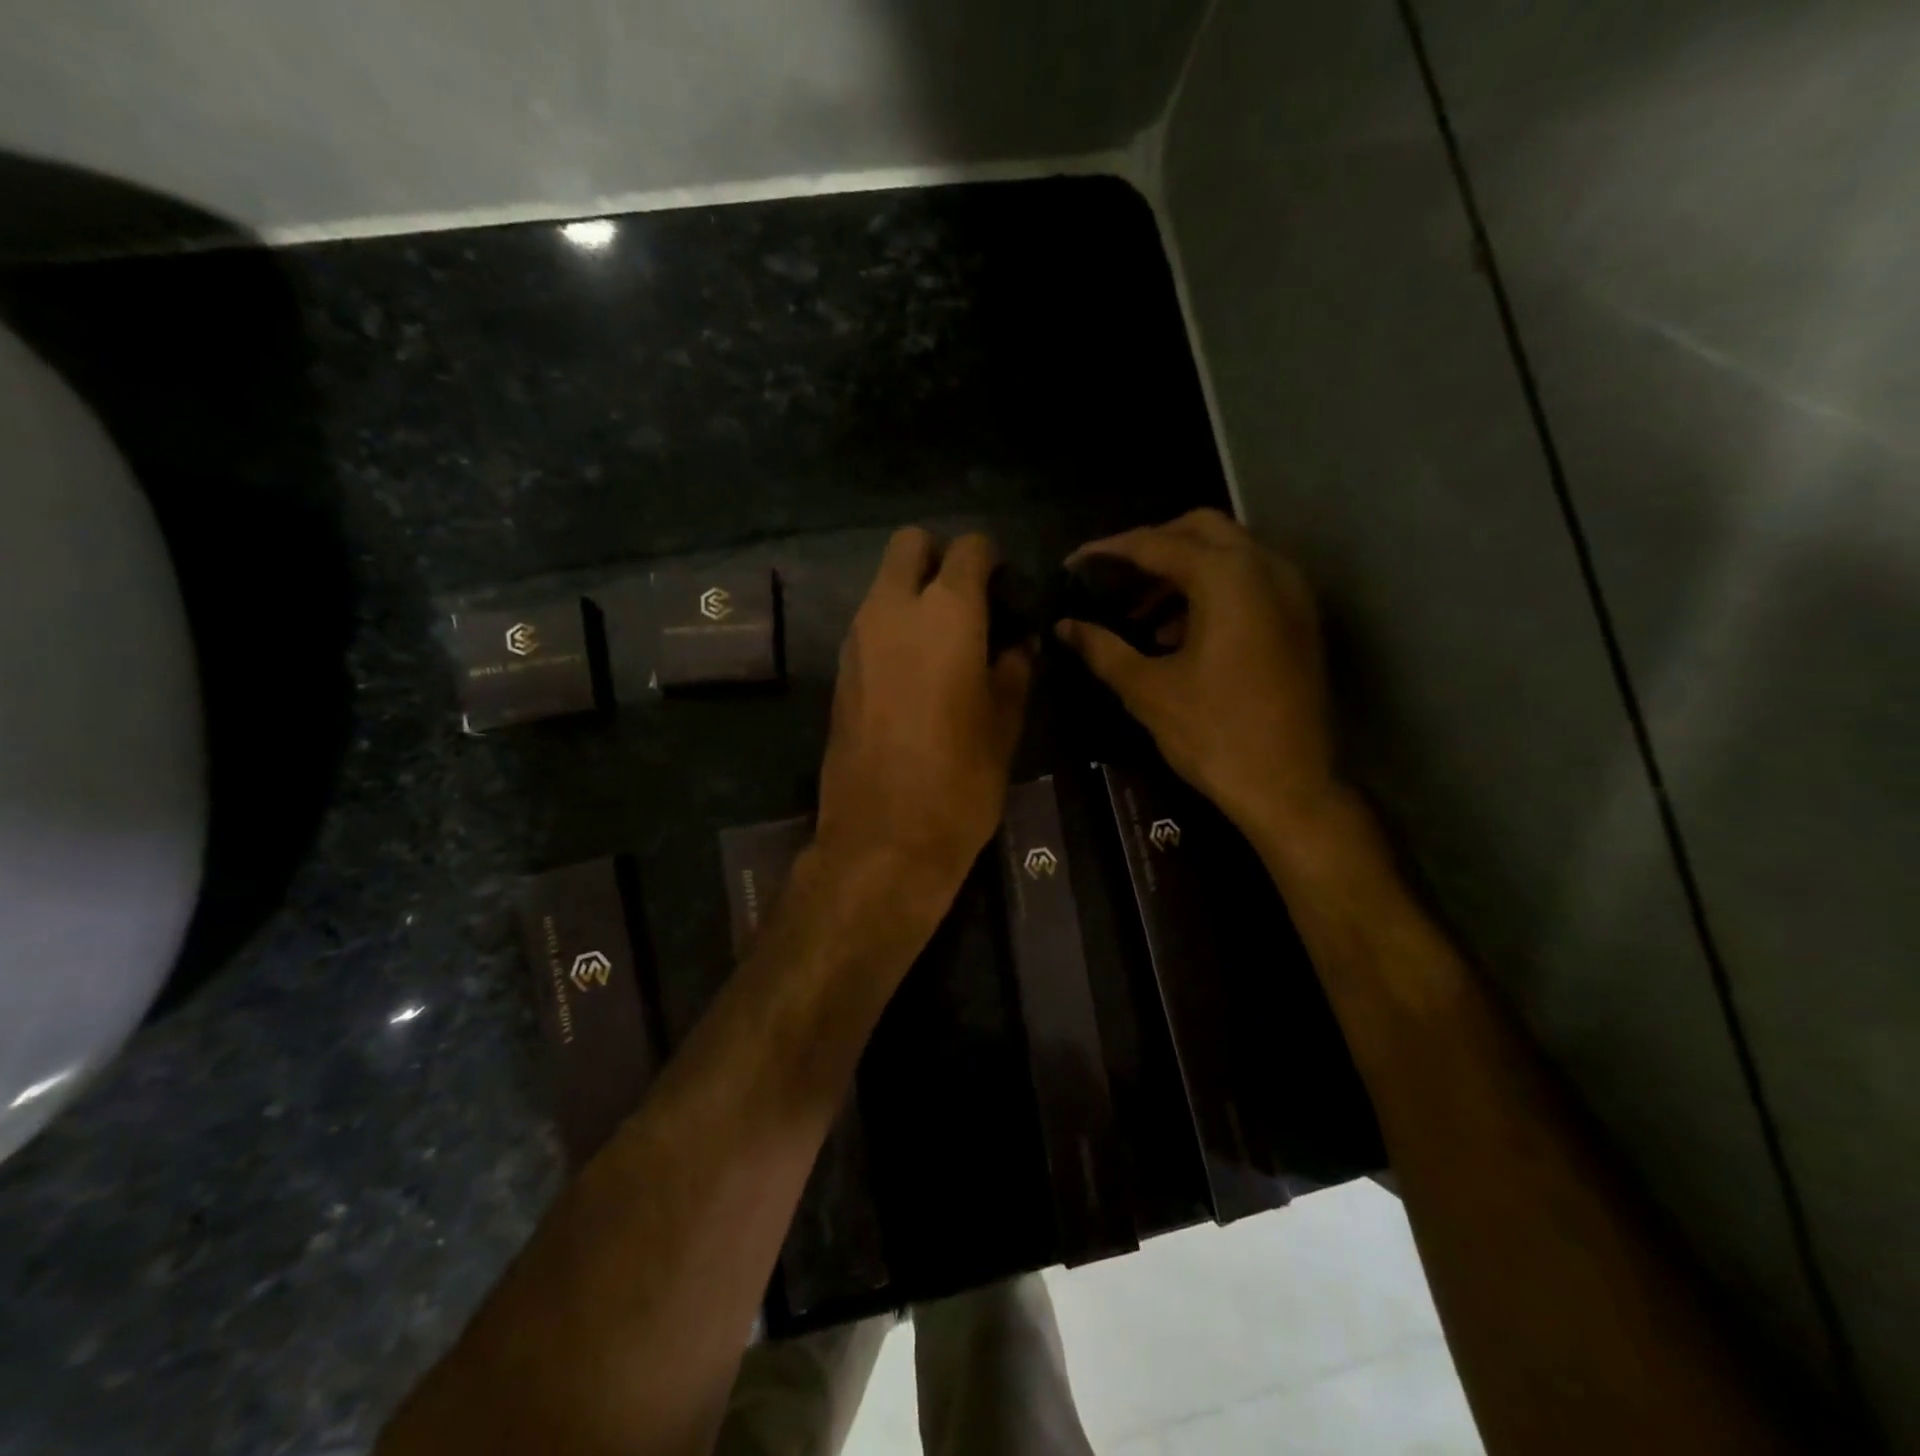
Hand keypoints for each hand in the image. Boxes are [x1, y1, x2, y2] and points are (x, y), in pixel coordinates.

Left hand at [815, 528, 1031, 913]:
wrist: (883, 839)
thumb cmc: (960, 780)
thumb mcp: (1005, 724)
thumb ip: (1012, 670)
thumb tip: (1014, 645)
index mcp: (946, 614)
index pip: (969, 548)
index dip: (992, 560)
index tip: (1008, 593)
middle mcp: (892, 610)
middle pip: (910, 545)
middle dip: (941, 558)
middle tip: (970, 603)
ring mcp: (857, 638)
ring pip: (884, 584)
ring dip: (914, 594)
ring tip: (946, 642)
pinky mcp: (839, 669)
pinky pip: (869, 623)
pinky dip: (893, 627)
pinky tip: (916, 671)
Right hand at [1056, 509, 1337, 838]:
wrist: (1290, 787)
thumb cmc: (1214, 735)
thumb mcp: (1147, 690)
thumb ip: (1102, 648)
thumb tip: (1064, 627)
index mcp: (1227, 579)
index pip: (1156, 544)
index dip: (1109, 551)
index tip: (1073, 564)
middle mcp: (1265, 569)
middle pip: (1200, 529)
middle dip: (1151, 547)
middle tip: (1112, 578)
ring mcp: (1290, 593)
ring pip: (1228, 554)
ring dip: (1181, 571)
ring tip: (1139, 612)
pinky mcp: (1298, 620)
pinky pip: (1248, 582)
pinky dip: (1210, 591)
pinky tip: (1177, 633)